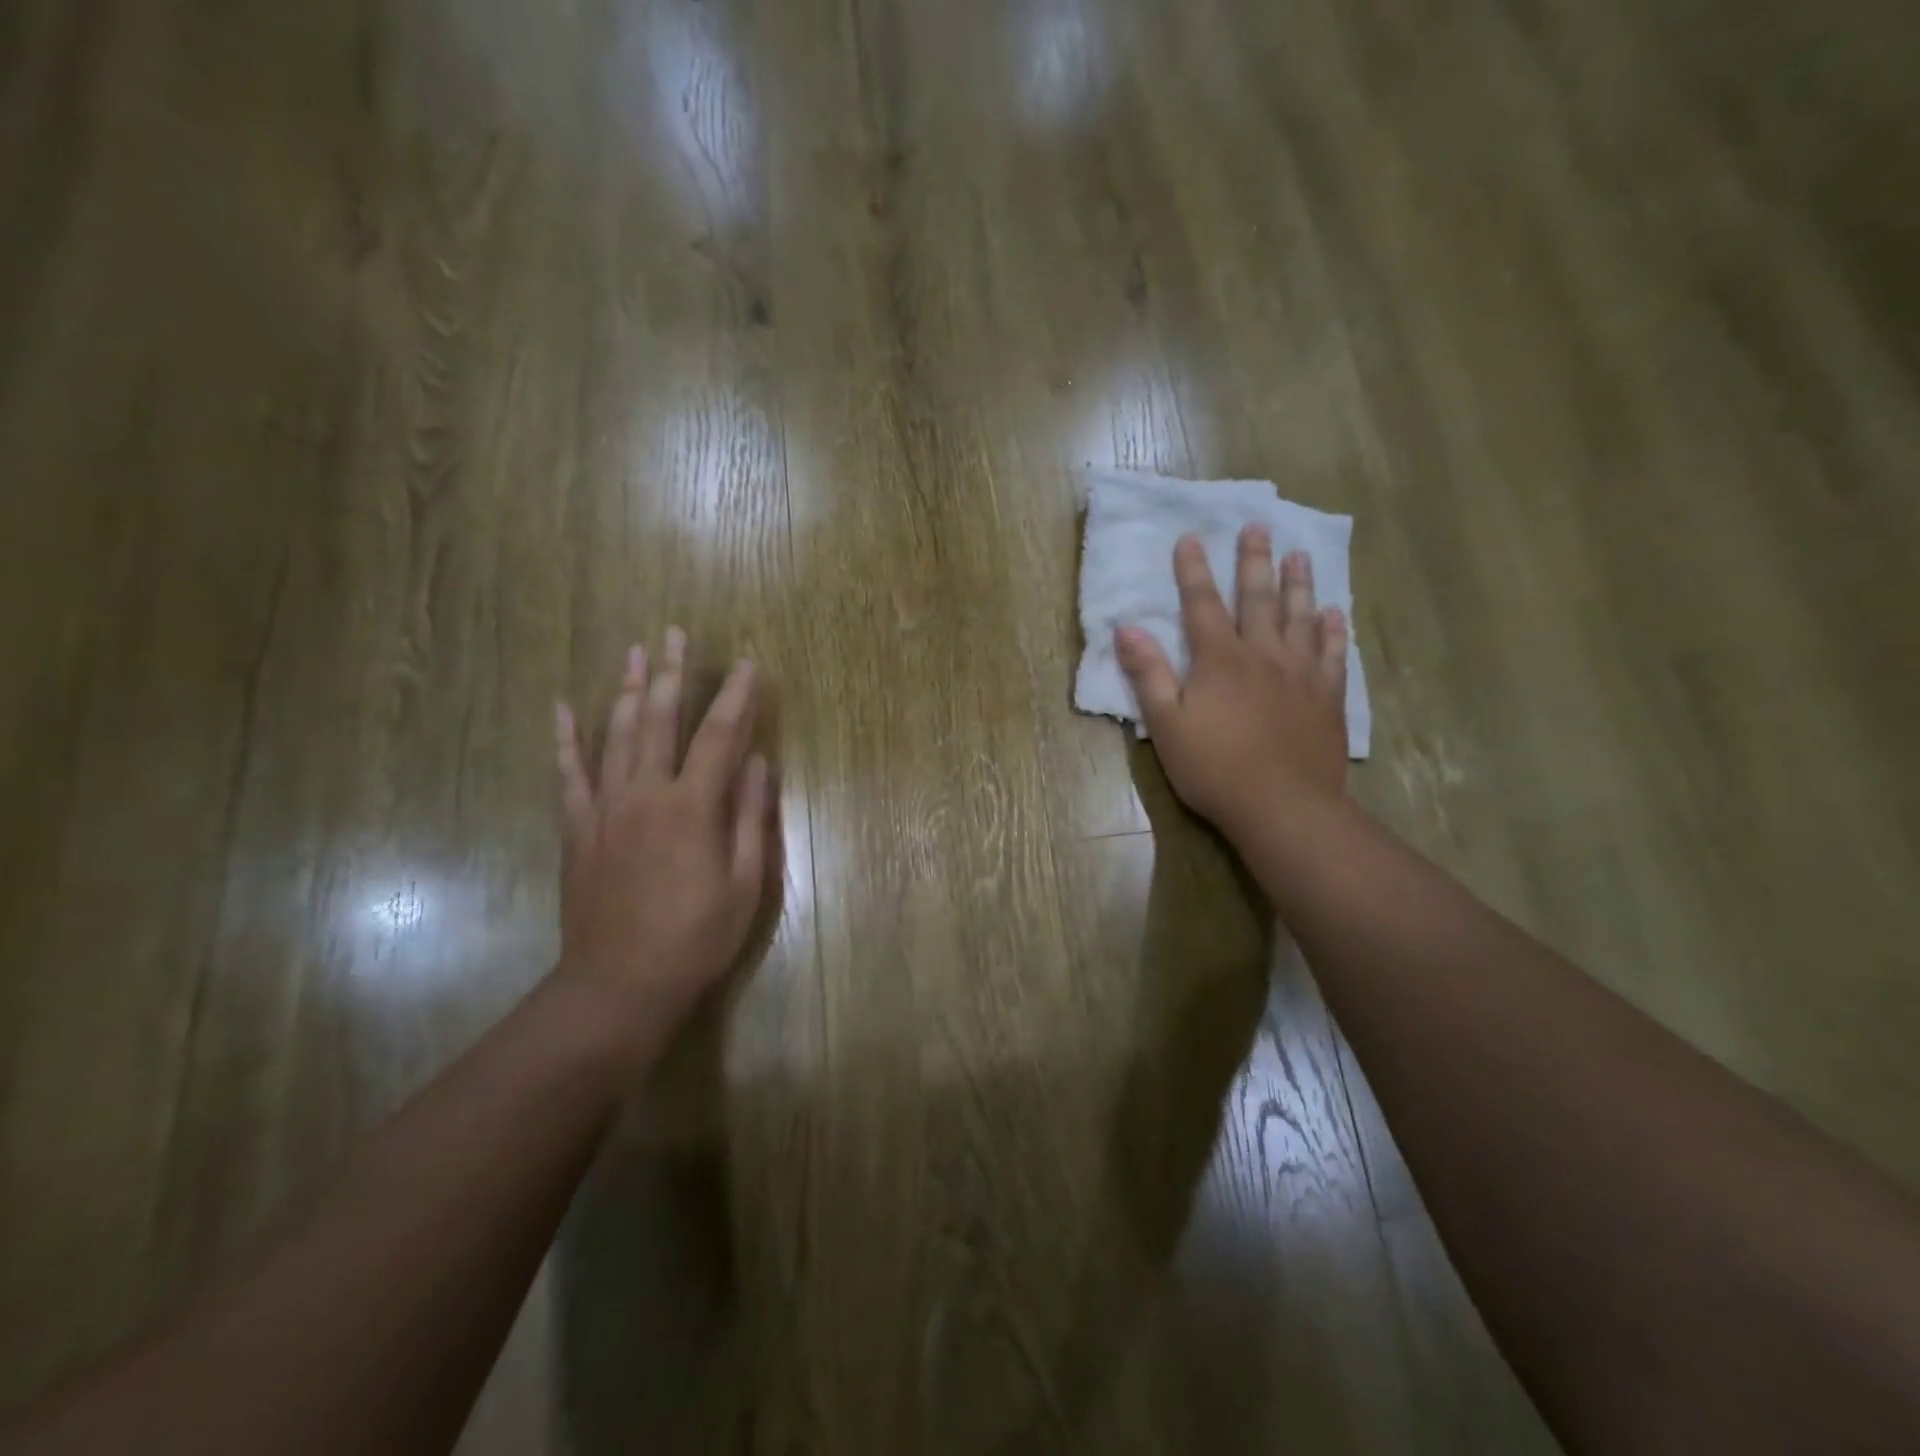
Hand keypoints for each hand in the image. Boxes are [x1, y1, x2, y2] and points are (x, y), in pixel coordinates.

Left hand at [553, 629, 774, 1061]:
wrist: (619, 985)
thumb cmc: (695, 939)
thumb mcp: (745, 885)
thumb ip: (751, 819)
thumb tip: (759, 763)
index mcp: (692, 808)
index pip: (719, 736)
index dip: (735, 697)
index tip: (746, 664)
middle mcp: (646, 795)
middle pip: (659, 720)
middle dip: (671, 673)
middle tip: (675, 633)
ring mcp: (605, 809)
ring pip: (615, 735)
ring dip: (625, 689)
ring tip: (634, 651)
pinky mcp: (578, 829)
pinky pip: (568, 774)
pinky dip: (566, 738)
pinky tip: (563, 707)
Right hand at [1117, 527, 1348, 828]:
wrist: (1283, 806)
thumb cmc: (1215, 768)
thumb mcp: (1167, 725)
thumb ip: (1149, 675)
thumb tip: (1126, 629)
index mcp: (1220, 660)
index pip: (1203, 604)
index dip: (1194, 570)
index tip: (1191, 536)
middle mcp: (1263, 655)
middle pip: (1258, 599)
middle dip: (1254, 561)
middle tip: (1258, 526)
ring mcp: (1301, 674)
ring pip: (1301, 617)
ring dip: (1298, 584)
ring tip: (1299, 554)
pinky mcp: (1327, 698)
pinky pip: (1333, 654)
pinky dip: (1333, 631)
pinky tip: (1334, 614)